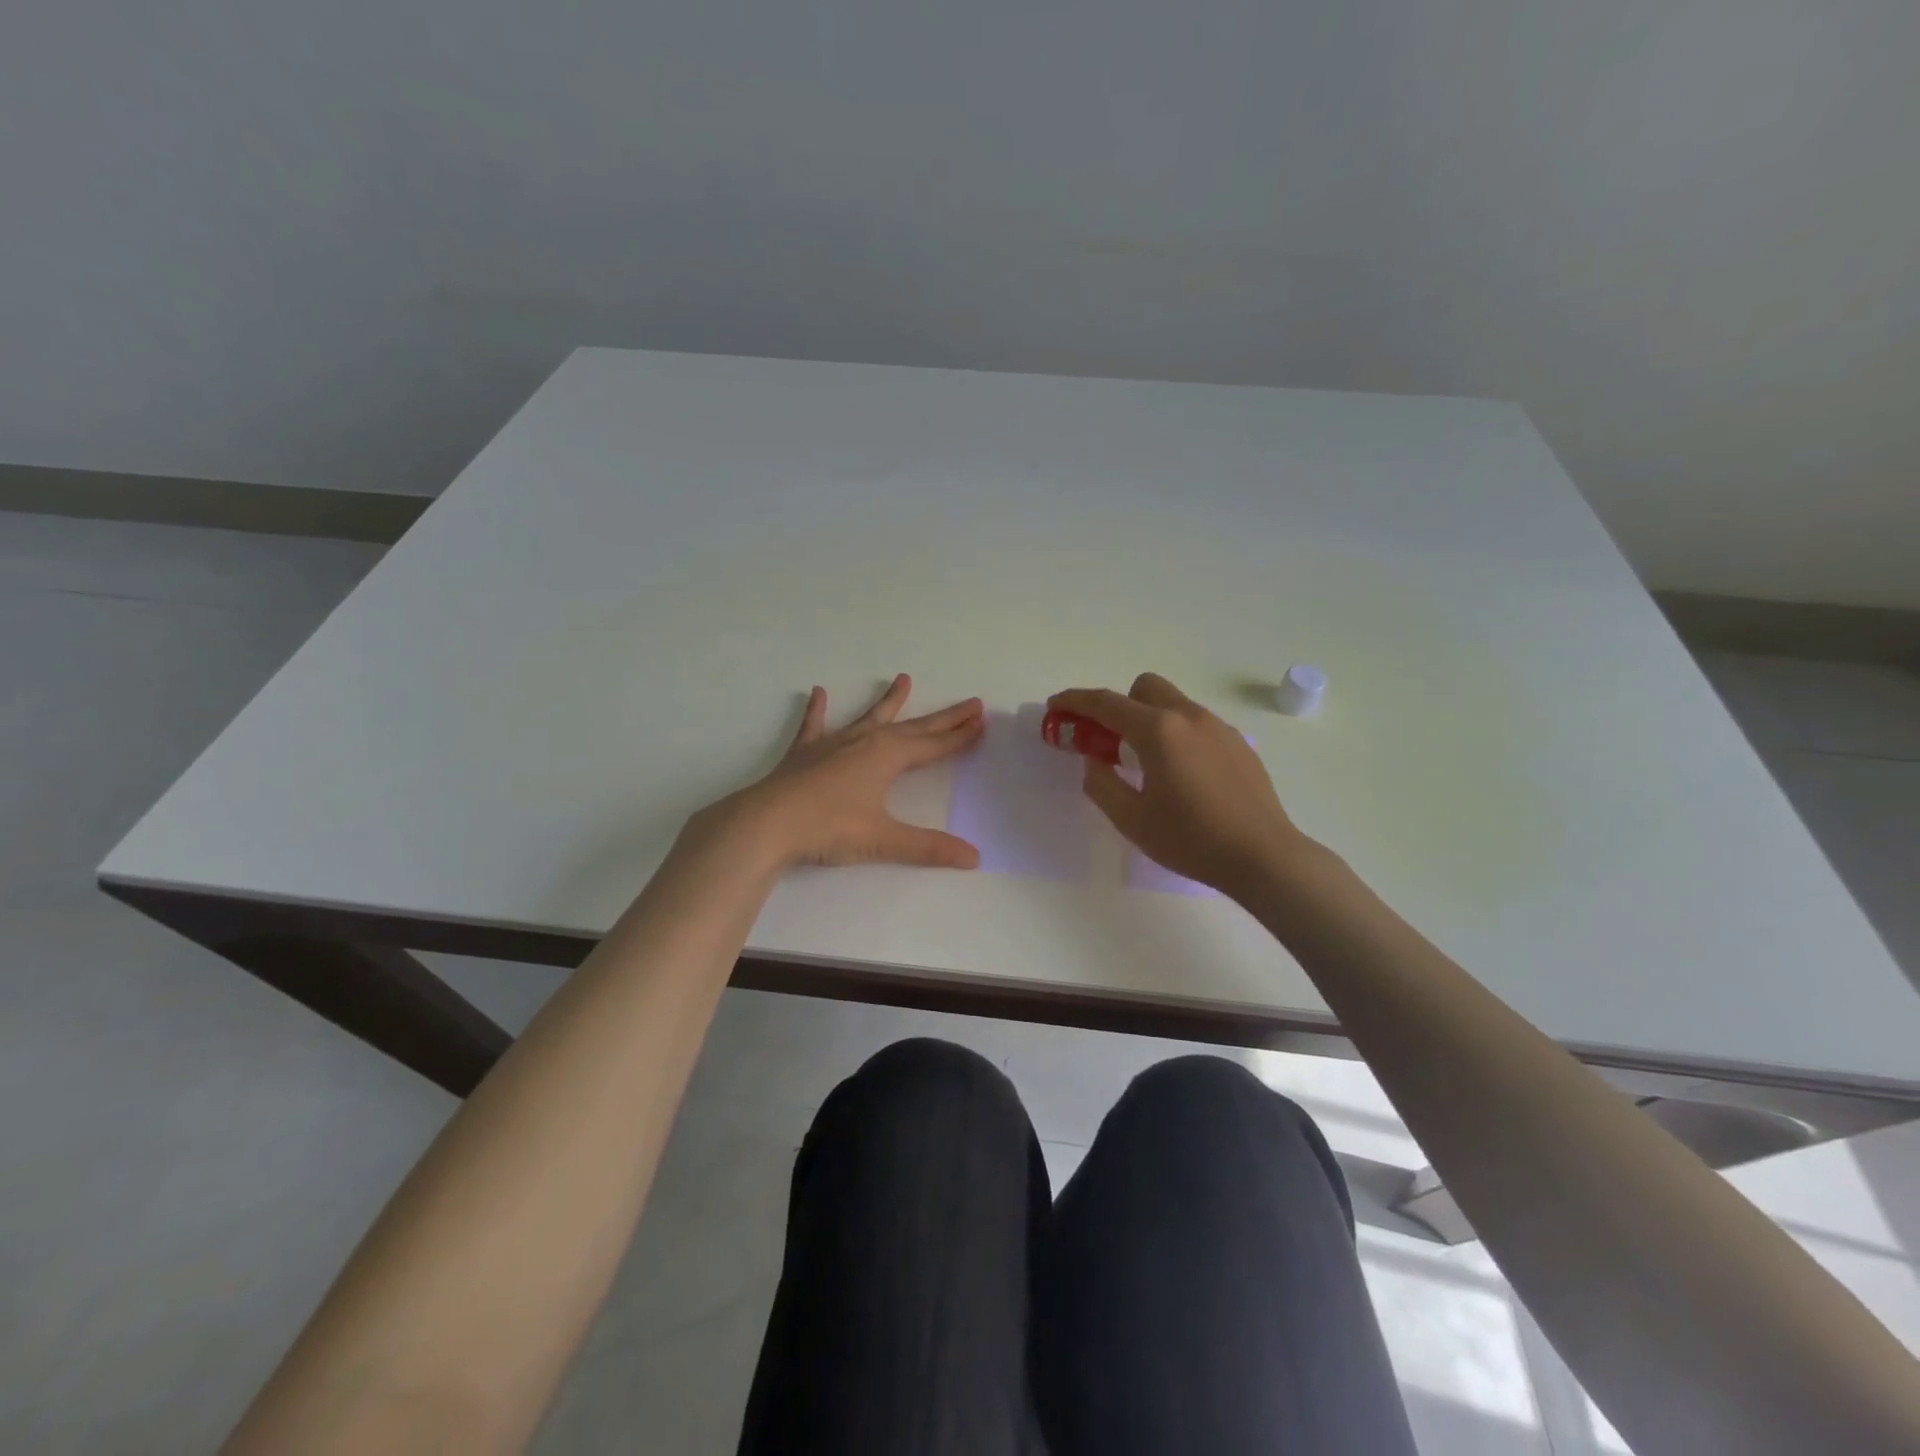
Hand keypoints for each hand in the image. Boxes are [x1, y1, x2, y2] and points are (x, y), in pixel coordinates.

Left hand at [692, 674, 985, 870]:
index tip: (981, 721)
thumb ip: (928, 847)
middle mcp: (865, 742)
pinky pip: (814, 725)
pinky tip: (816, 693)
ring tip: (903, 679)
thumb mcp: (883, 839)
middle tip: (970, 702)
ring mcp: (833, 743)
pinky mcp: (804, 753)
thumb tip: (974, 858)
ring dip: (889, 701)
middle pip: (913, 727)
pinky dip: (817, 710)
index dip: (959, 736)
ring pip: (869, 717)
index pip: (934, 745)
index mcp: (887, 757)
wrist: (766, 823)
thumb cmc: (829, 828)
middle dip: (943, 717)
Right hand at [1048, 672, 1309, 897]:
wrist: (1263, 856)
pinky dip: (1175, 733)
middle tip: (1107, 739)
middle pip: (1144, 687)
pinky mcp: (1237, 743)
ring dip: (1148, 718)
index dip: (1075, 701)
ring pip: (1173, 703)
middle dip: (1119, 704)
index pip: (1106, 703)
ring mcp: (1218, 727)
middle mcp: (1189, 717)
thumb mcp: (1132, 819)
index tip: (1055, 704)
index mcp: (1159, 731)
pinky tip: (1181, 774)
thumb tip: (1095, 762)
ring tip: (1145, 762)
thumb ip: (1102, 784)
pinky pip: (1195, 724)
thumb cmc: (1192, 839)